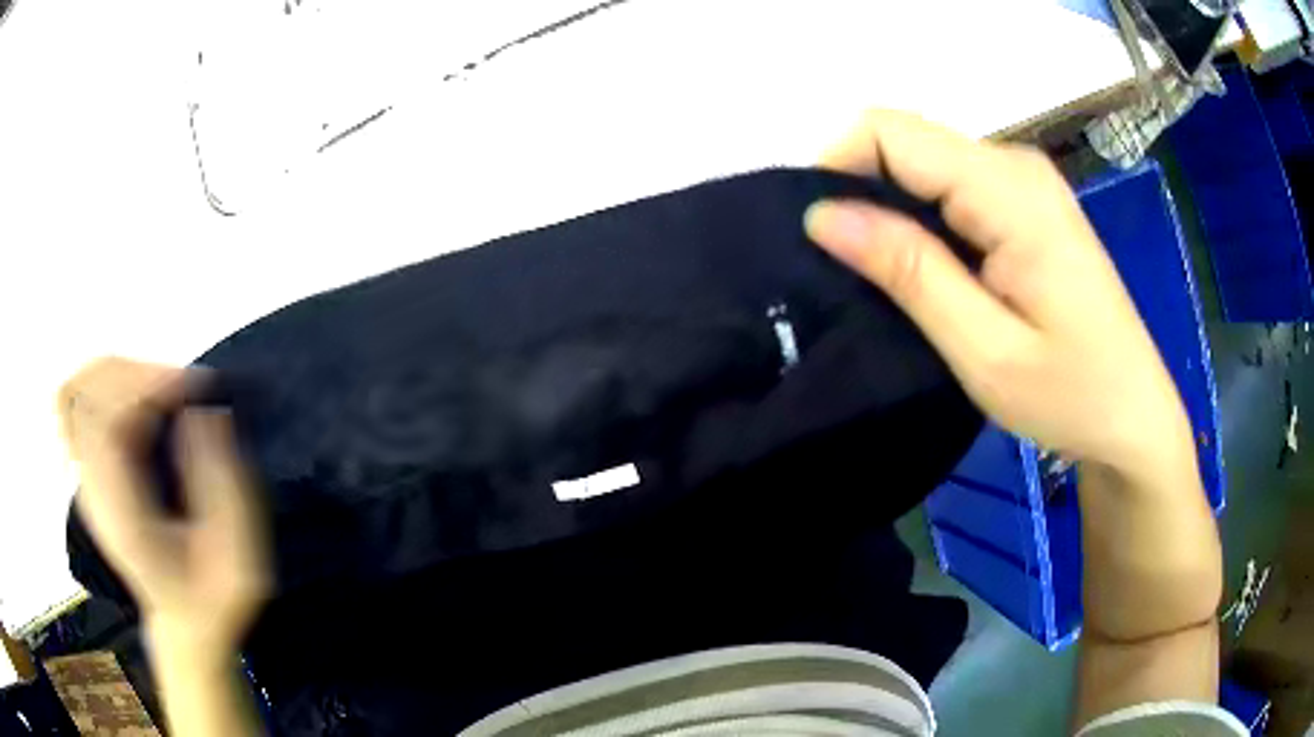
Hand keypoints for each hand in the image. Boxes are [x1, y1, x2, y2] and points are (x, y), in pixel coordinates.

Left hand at [58, 358, 270, 652]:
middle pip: (85, 393)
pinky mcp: (92, 469)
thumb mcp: (240, 560)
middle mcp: (93, 488)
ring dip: (120, 373)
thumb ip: (223, 485)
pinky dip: (108, 384)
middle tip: (182, 389)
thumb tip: (206, 410)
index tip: (194, 389)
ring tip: (161, 389)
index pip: (106, 421)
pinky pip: (81, 403)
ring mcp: (87, 476)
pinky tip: (141, 402)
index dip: (148, 387)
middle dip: (136, 373)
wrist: (186, 627)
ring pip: (77, 390)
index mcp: (122, 517)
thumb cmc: (215, 600)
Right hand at [804, 110, 1193, 480]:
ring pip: (925, 165)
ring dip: (892, 212)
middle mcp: (1015, 164)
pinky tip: (931, 275)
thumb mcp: (985, 349)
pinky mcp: (1028, 204)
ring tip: (889, 283)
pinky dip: (923, 222)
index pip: (891, 131)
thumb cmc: (1071, 395)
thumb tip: (821, 213)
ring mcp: (1025, 181)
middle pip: (906, 142)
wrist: (1134, 417)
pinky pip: (952, 188)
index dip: (838, 168)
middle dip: (862, 193)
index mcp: (1009, 189)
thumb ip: (908, 270)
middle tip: (855, 276)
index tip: (821, 241)